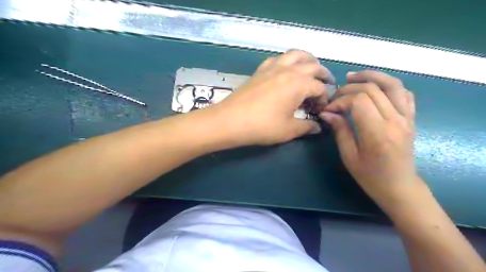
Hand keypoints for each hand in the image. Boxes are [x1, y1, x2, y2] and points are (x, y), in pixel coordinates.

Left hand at [213, 49, 334, 145]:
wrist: (230, 120)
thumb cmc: (262, 126)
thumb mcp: (289, 130)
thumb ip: (307, 127)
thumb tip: (317, 128)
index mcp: (299, 83)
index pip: (320, 88)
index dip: (324, 99)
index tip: (321, 109)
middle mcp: (289, 70)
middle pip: (313, 66)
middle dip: (323, 75)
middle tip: (325, 85)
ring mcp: (273, 67)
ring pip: (296, 54)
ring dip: (307, 60)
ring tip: (310, 69)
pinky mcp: (260, 70)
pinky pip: (278, 59)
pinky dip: (287, 61)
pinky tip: (285, 70)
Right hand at [319, 70, 421, 207]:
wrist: (399, 187)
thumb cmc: (370, 176)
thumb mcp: (349, 156)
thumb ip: (340, 130)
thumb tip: (327, 113)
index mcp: (377, 133)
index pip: (358, 101)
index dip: (340, 101)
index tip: (329, 109)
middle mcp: (395, 121)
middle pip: (372, 89)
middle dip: (349, 88)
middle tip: (335, 96)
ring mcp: (406, 118)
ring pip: (392, 84)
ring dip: (371, 76)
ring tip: (353, 76)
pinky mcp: (411, 118)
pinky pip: (404, 93)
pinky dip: (389, 85)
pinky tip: (375, 87)